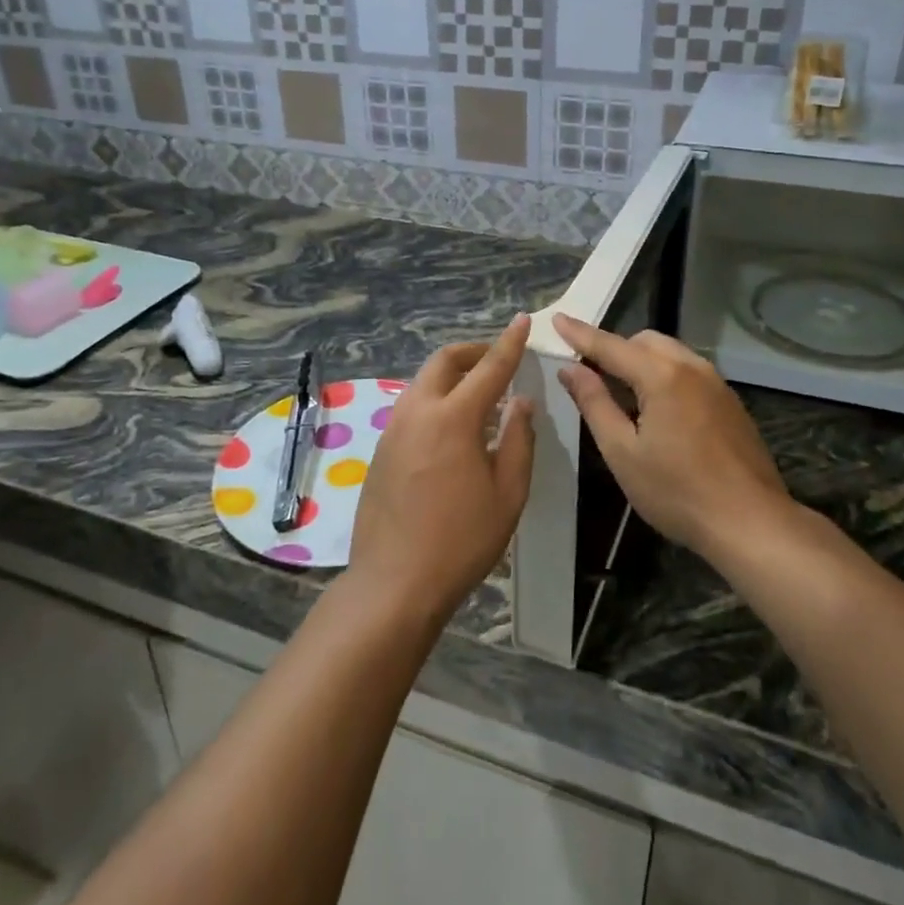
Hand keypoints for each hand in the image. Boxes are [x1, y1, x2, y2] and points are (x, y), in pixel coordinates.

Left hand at [347, 314, 534, 622]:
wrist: (393, 583)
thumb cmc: (461, 541)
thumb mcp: (507, 494)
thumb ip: (518, 440)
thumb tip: (520, 403)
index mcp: (453, 418)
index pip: (488, 368)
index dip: (509, 343)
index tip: (522, 322)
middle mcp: (418, 412)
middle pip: (445, 361)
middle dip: (474, 351)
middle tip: (499, 360)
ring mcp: (393, 429)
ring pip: (424, 381)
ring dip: (453, 376)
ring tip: (480, 395)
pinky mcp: (381, 449)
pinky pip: (413, 407)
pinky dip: (437, 400)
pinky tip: (453, 429)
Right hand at [552, 315, 789, 559]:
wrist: (751, 522)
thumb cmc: (677, 492)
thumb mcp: (622, 452)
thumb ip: (594, 403)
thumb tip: (570, 369)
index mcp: (661, 376)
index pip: (610, 345)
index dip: (580, 333)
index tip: (556, 318)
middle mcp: (691, 367)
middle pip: (644, 341)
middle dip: (615, 348)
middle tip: (590, 372)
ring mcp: (716, 383)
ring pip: (670, 354)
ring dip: (642, 361)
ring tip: (623, 393)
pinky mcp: (730, 402)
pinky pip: (689, 372)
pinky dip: (665, 375)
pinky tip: (659, 411)